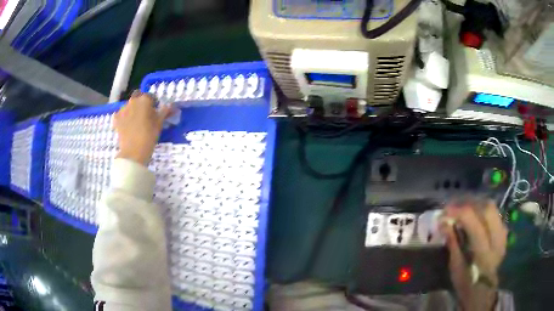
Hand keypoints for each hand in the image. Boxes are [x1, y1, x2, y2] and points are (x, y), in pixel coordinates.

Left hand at [114, 91, 171, 165]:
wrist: (133, 151)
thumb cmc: (149, 136)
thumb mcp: (159, 123)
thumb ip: (164, 112)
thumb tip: (169, 105)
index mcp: (145, 100)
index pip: (150, 96)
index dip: (153, 103)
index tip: (155, 111)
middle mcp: (133, 101)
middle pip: (138, 96)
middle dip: (141, 102)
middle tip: (144, 114)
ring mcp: (123, 109)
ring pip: (129, 105)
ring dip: (132, 109)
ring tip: (135, 122)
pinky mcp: (116, 118)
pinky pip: (121, 114)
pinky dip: (124, 117)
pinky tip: (127, 125)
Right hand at [441, 200, 507, 310]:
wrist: (482, 290)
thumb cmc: (466, 282)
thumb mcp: (455, 266)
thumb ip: (452, 242)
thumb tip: (442, 222)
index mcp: (483, 251)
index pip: (474, 222)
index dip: (459, 212)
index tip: (444, 211)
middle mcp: (496, 238)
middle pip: (486, 208)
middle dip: (469, 203)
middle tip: (455, 207)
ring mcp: (503, 233)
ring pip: (492, 207)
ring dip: (476, 204)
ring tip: (464, 209)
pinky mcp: (504, 231)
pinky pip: (494, 213)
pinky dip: (483, 210)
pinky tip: (475, 216)